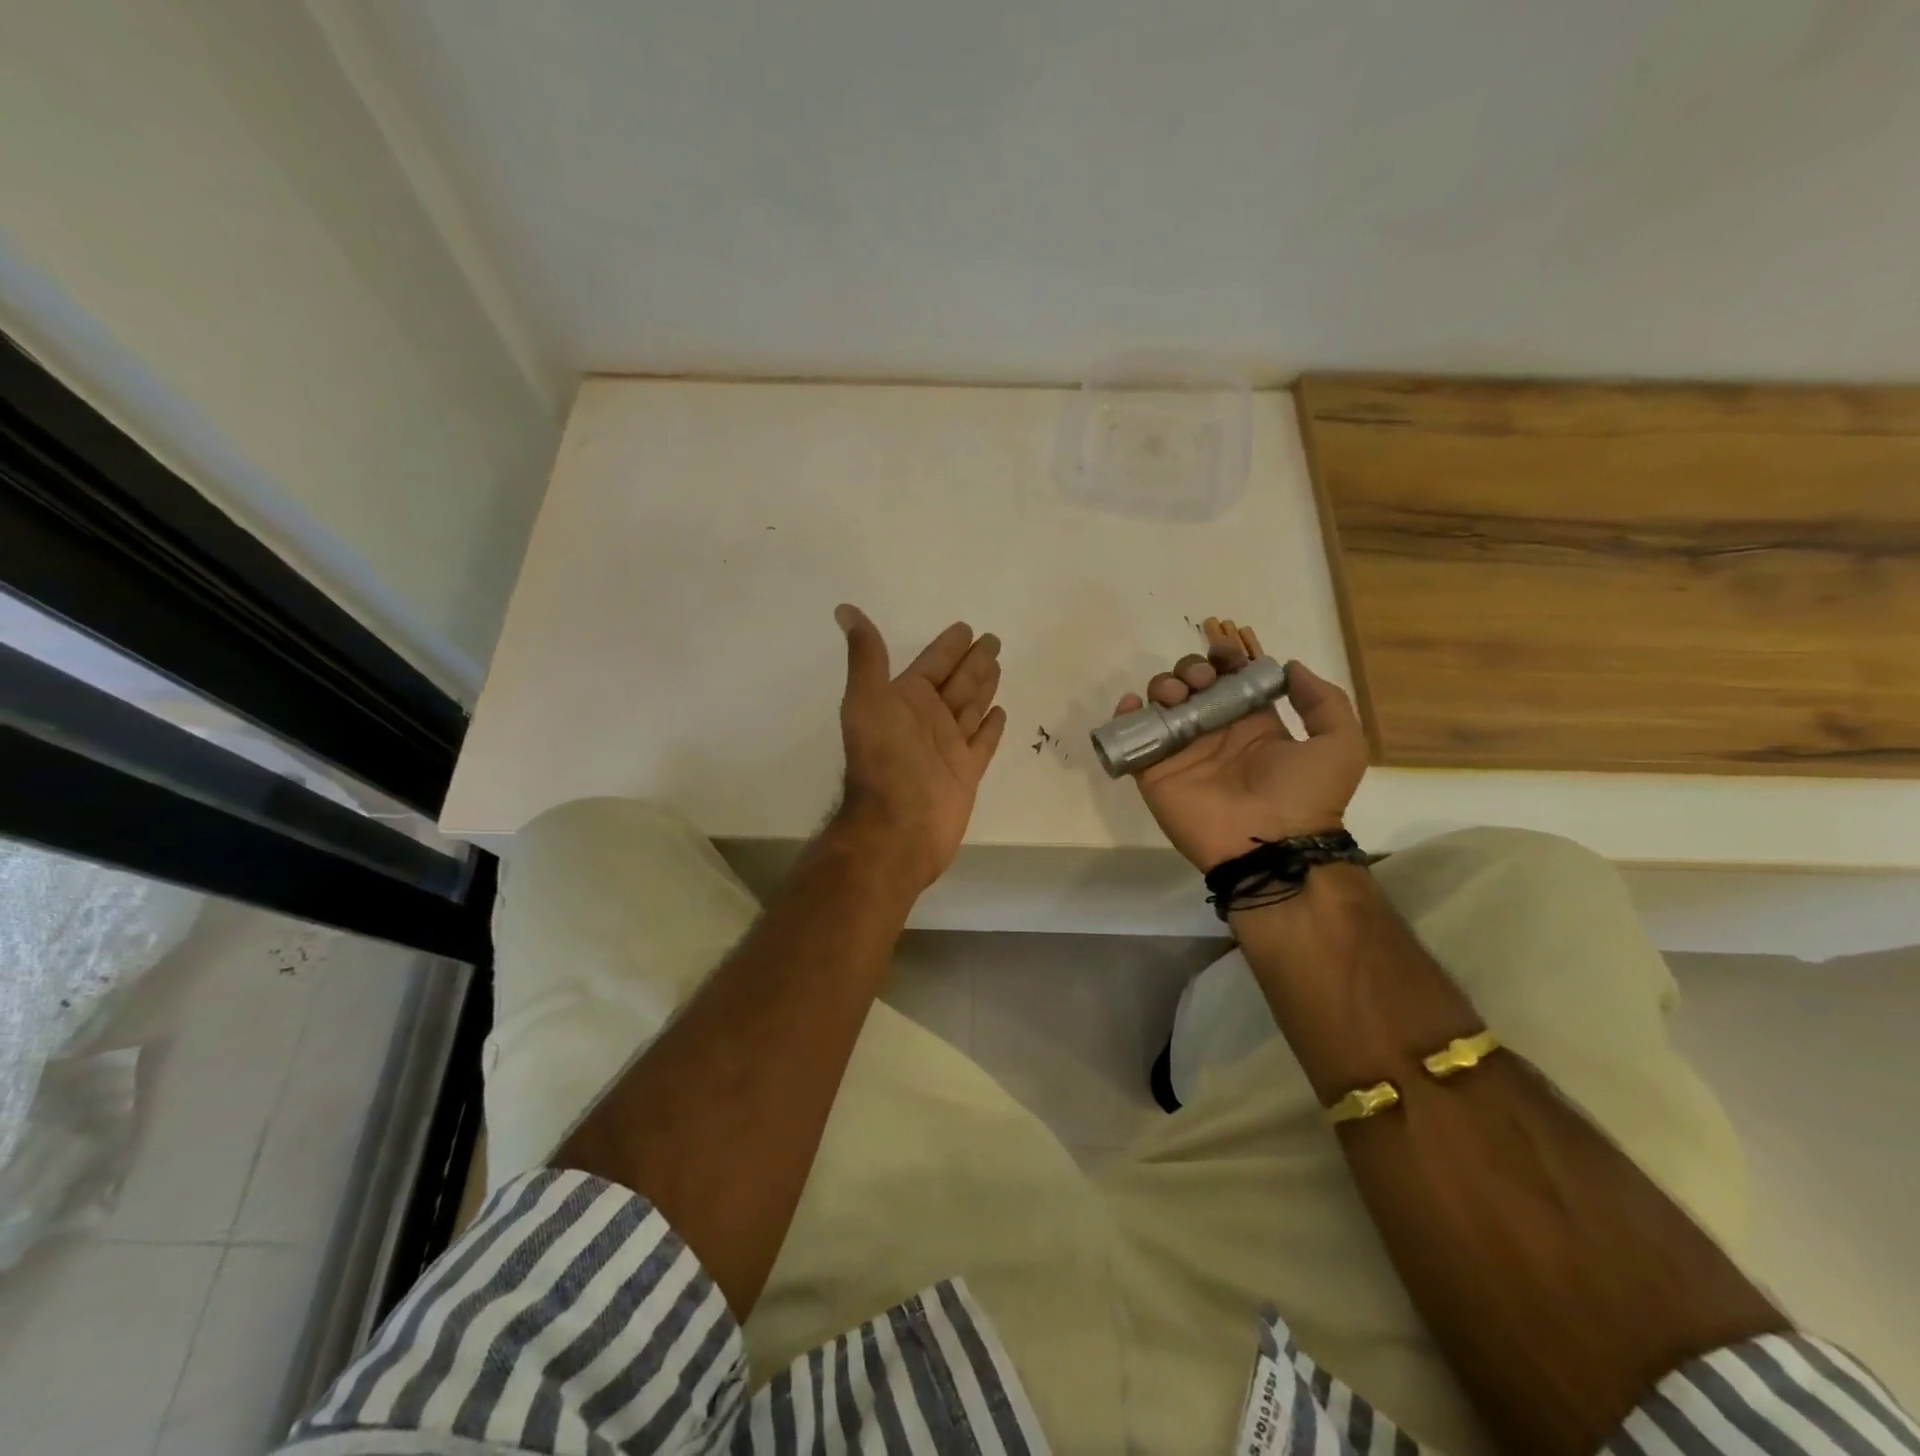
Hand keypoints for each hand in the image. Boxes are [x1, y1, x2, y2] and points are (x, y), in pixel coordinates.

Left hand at [832, 604, 1007, 890]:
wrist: (897, 825)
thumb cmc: (883, 759)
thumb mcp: (868, 699)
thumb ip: (866, 656)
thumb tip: (844, 609)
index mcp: (905, 699)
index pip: (933, 663)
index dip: (948, 646)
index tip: (965, 628)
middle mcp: (928, 719)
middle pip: (957, 681)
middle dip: (973, 661)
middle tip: (993, 639)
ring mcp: (948, 746)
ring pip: (971, 707)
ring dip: (984, 686)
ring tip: (998, 665)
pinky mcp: (966, 772)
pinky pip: (983, 742)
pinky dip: (991, 727)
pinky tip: (1001, 712)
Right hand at [1111, 618, 1366, 871]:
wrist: (1271, 845)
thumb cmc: (1304, 795)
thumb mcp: (1340, 744)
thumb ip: (1323, 701)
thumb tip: (1290, 668)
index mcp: (1252, 724)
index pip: (1230, 679)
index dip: (1225, 659)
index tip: (1225, 652)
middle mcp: (1214, 733)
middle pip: (1190, 685)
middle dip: (1191, 669)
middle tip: (1199, 682)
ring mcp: (1182, 752)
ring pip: (1160, 704)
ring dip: (1162, 686)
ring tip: (1175, 697)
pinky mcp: (1154, 771)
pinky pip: (1132, 738)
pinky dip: (1124, 715)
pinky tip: (1132, 704)